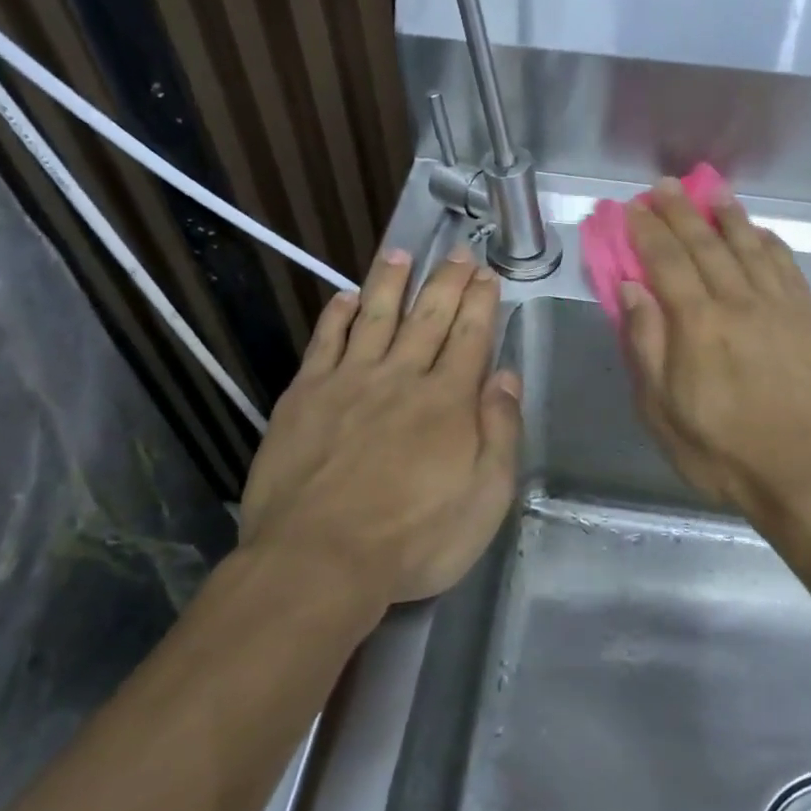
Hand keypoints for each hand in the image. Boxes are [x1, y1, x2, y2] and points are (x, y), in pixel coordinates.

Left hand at [238, 245, 521, 608]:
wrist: (319, 559)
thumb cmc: (414, 538)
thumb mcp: (485, 498)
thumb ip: (499, 431)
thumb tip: (506, 376)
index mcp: (448, 400)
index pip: (470, 337)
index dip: (480, 302)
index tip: (487, 273)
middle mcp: (401, 377)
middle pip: (428, 316)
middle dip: (446, 281)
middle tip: (457, 252)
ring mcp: (349, 381)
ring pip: (374, 316)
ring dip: (390, 282)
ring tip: (401, 253)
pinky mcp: (304, 396)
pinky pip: (324, 342)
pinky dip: (336, 316)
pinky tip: (344, 298)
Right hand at [622, 181, 810, 536]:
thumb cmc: (725, 454)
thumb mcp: (663, 413)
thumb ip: (647, 346)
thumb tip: (632, 290)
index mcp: (699, 325)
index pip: (667, 262)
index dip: (648, 231)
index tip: (633, 207)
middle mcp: (742, 302)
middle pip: (707, 245)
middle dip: (681, 212)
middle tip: (664, 187)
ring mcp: (785, 308)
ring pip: (751, 247)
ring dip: (728, 216)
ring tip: (711, 192)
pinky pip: (789, 268)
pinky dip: (770, 244)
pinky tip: (760, 233)